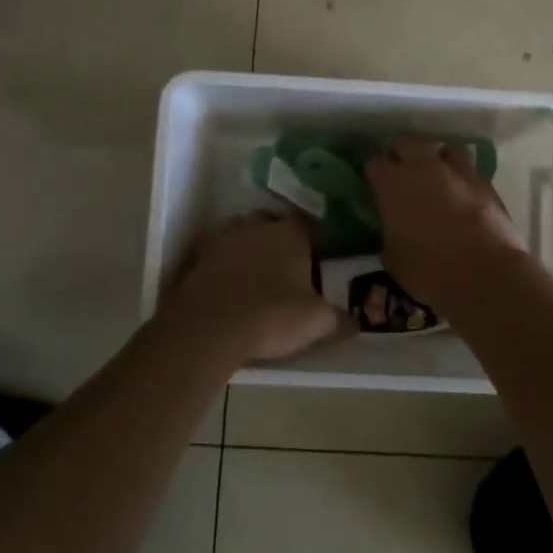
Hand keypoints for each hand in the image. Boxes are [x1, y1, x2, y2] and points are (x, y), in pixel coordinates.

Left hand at [159, 213, 343, 364]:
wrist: (210, 328)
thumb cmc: (273, 316)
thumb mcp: (318, 322)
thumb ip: (340, 319)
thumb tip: (355, 323)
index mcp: (290, 233)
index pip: (307, 226)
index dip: (312, 243)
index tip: (315, 263)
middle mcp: (256, 226)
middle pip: (271, 223)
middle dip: (277, 239)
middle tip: (285, 268)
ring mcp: (223, 239)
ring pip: (240, 234)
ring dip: (247, 248)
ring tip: (255, 276)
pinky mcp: (197, 258)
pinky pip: (215, 255)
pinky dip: (222, 265)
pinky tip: (228, 287)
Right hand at [365, 141, 529, 308]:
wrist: (487, 274)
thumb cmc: (430, 270)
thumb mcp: (393, 259)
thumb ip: (389, 234)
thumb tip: (393, 229)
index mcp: (393, 185)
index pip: (373, 164)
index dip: (372, 174)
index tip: (373, 186)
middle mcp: (423, 168)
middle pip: (406, 144)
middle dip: (401, 155)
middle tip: (400, 175)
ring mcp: (457, 172)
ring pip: (444, 148)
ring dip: (437, 158)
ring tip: (436, 176)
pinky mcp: (485, 182)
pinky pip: (469, 169)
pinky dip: (463, 177)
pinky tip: (462, 193)